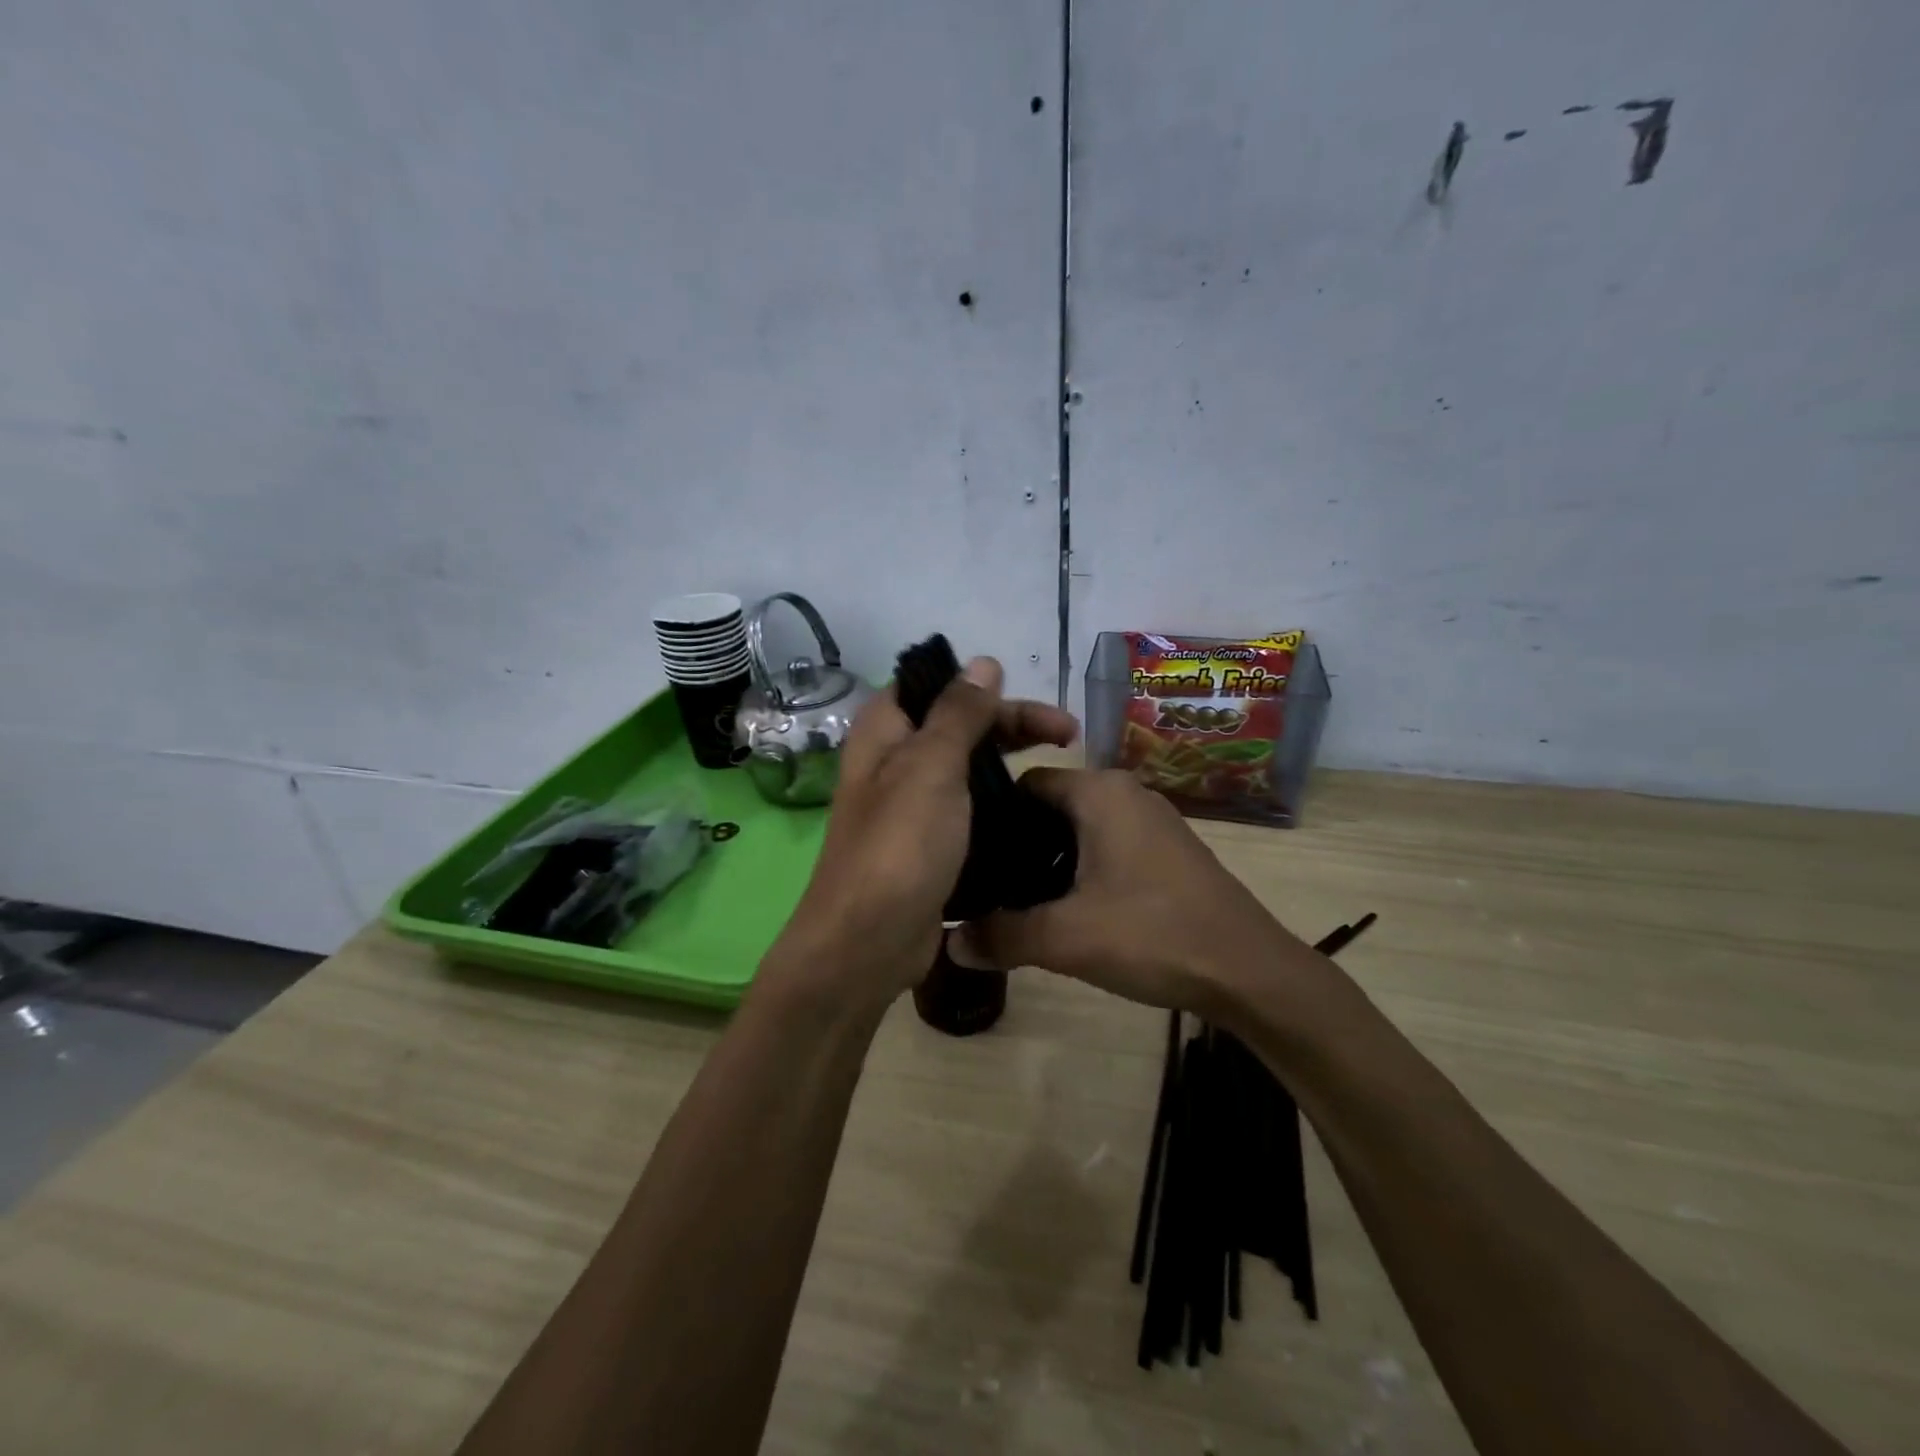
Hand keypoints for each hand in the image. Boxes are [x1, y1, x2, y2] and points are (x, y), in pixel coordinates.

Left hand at [761, 658, 1077, 1010]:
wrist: (869, 941)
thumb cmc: (900, 844)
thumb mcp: (932, 766)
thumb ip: (959, 712)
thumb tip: (984, 662)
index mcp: (885, 732)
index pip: (934, 686)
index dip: (981, 686)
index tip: (1029, 697)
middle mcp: (894, 762)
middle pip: (959, 726)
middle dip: (1012, 725)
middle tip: (1070, 734)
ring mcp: (911, 806)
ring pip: (967, 770)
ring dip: (1009, 766)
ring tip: (1062, 772)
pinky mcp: (929, 844)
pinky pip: (969, 810)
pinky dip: (999, 805)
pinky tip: (1035, 811)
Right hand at [958, 769, 1309, 1015]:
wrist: (1251, 972)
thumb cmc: (1154, 936)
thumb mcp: (1067, 938)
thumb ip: (1002, 936)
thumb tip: (949, 944)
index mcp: (1099, 792)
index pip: (1024, 783)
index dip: (990, 815)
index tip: (964, 854)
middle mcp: (1125, 792)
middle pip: (1050, 805)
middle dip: (1017, 842)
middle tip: (984, 884)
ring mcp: (1151, 820)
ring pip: (1078, 827)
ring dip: (1047, 859)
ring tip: (1016, 901)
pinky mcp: (1166, 849)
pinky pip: (1106, 844)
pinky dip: (1079, 867)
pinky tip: (1066, 909)